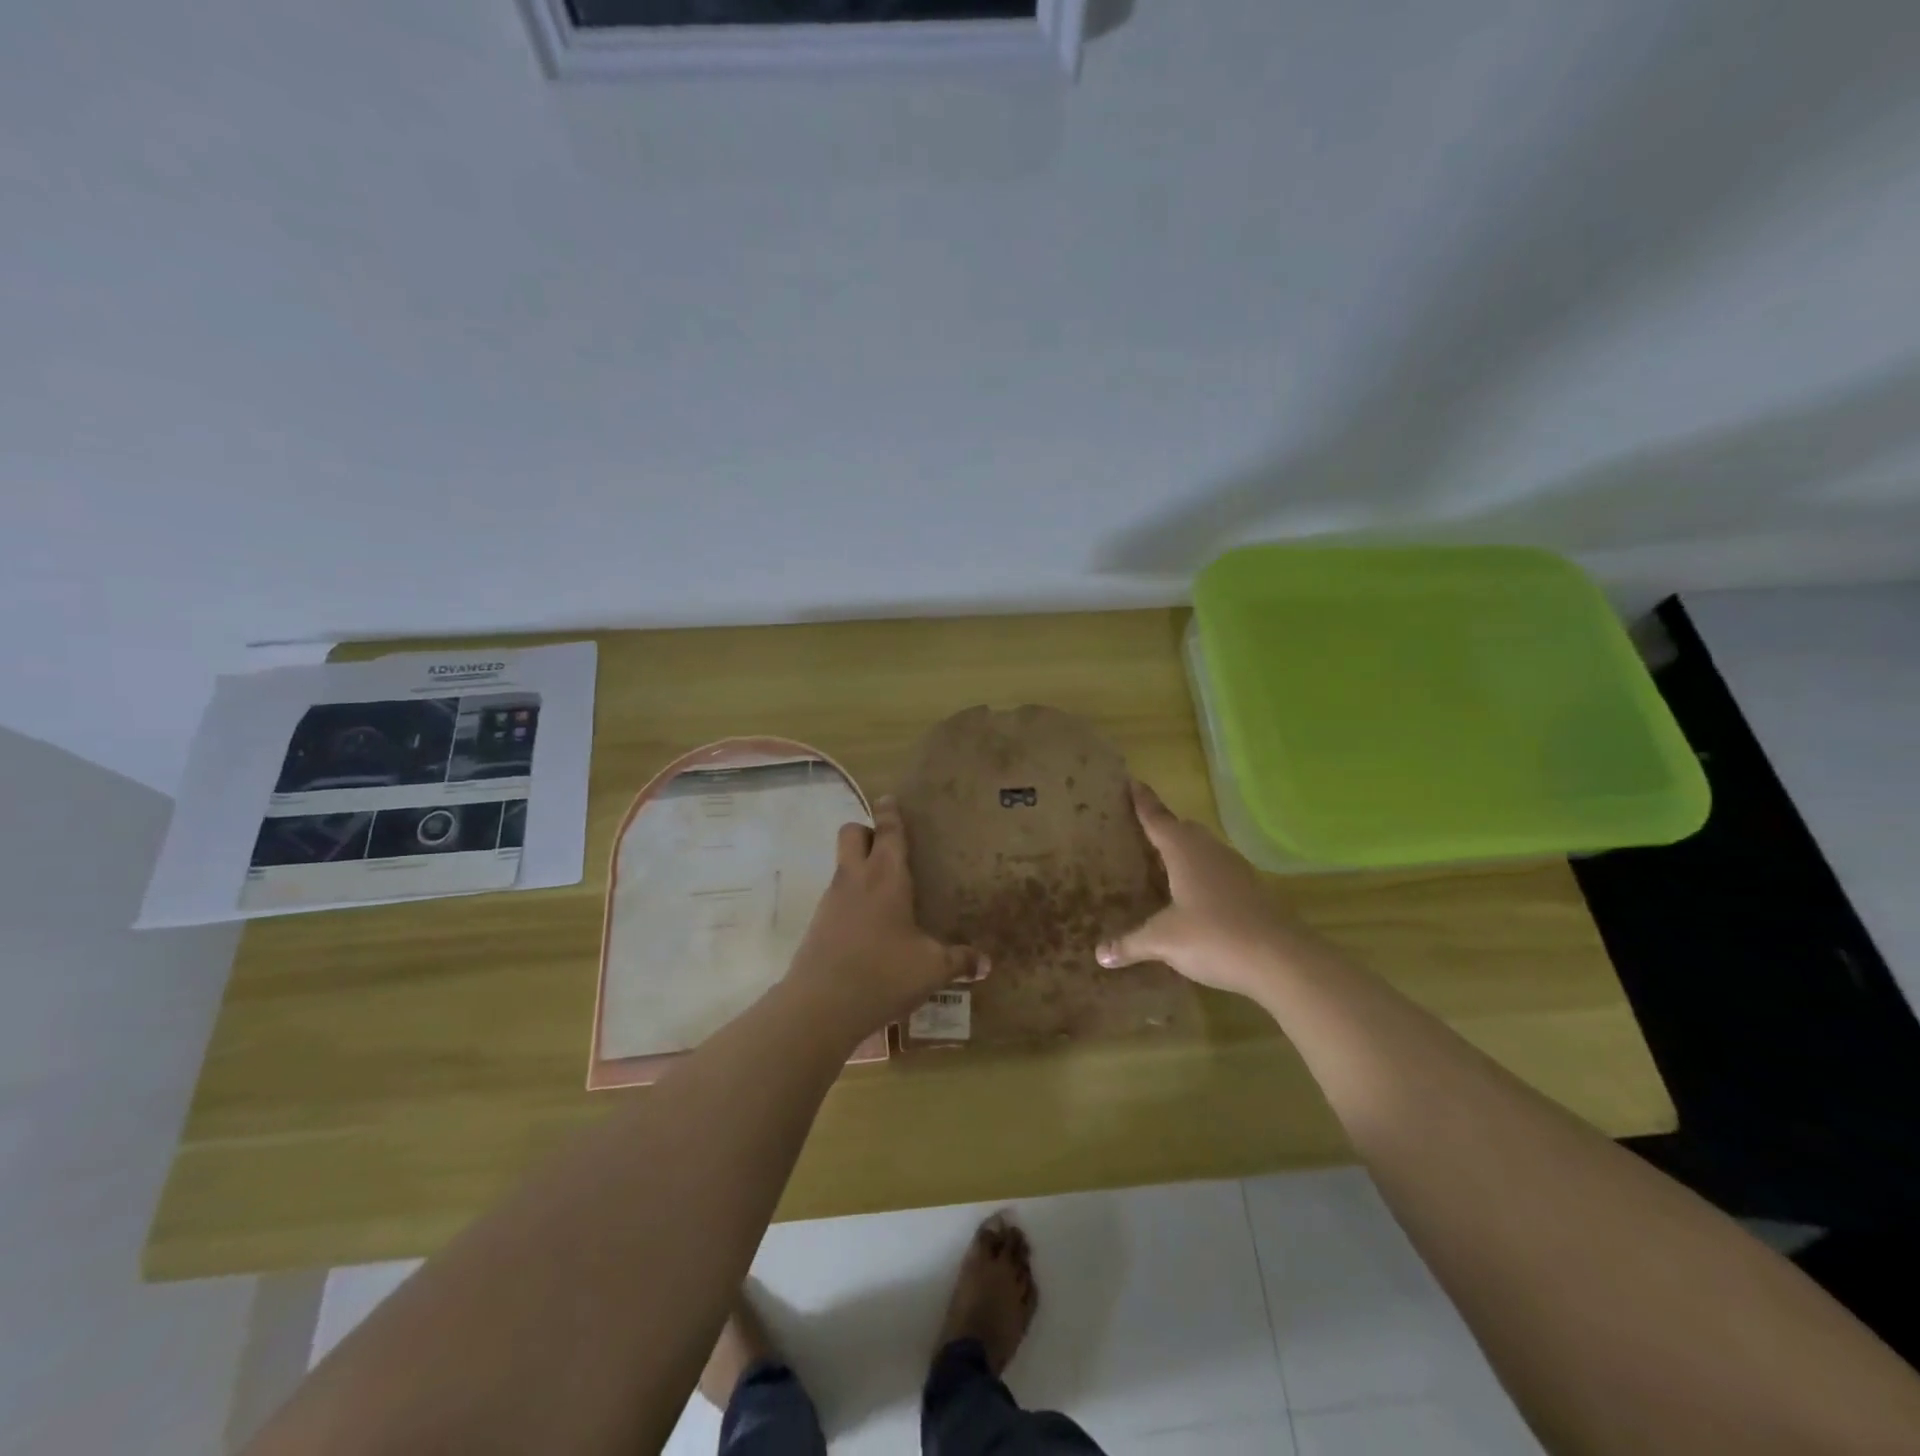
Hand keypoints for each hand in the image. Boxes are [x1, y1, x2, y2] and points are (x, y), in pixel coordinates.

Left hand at [785, 795, 987, 1038]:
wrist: (820, 1006)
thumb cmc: (883, 974)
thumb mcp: (931, 970)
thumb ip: (959, 961)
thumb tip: (986, 964)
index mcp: (886, 877)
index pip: (888, 832)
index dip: (890, 812)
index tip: (888, 798)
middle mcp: (856, 879)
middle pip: (852, 833)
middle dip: (867, 831)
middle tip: (889, 848)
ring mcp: (831, 900)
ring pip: (841, 864)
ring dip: (858, 865)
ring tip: (884, 891)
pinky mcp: (817, 924)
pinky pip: (835, 895)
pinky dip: (850, 898)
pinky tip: (868, 926)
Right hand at [1096, 781, 1325, 998]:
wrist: (1282, 960)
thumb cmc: (1214, 936)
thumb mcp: (1164, 941)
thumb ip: (1131, 943)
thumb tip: (1099, 954)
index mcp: (1184, 851)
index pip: (1157, 818)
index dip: (1142, 802)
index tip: (1131, 781)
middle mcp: (1210, 852)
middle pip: (1184, 829)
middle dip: (1164, 827)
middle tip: (1141, 830)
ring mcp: (1235, 870)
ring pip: (1203, 850)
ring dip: (1184, 851)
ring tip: (1163, 864)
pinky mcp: (1251, 890)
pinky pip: (1217, 871)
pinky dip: (1200, 874)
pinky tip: (1192, 897)